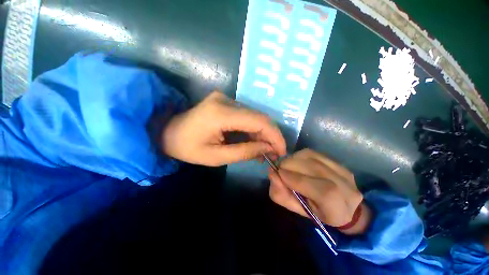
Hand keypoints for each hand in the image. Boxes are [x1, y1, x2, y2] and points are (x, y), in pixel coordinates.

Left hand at [161, 91, 285, 165]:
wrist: (167, 132)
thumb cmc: (187, 148)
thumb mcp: (216, 157)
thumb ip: (244, 152)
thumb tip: (268, 148)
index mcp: (221, 113)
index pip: (258, 121)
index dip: (274, 135)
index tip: (282, 151)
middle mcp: (226, 100)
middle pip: (259, 117)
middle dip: (270, 136)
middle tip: (275, 153)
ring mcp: (225, 99)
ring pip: (254, 117)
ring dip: (262, 134)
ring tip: (265, 151)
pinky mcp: (225, 103)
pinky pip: (246, 116)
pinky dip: (253, 130)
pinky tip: (255, 142)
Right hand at [268, 149, 371, 234]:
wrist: (345, 207)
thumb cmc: (318, 212)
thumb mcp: (298, 210)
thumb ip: (282, 195)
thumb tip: (272, 174)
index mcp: (337, 206)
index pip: (315, 188)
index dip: (292, 178)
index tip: (277, 174)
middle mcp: (345, 186)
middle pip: (312, 167)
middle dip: (290, 165)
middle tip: (280, 169)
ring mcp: (343, 171)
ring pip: (311, 157)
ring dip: (294, 159)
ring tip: (288, 165)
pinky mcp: (338, 162)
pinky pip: (314, 153)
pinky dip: (300, 155)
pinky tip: (297, 161)